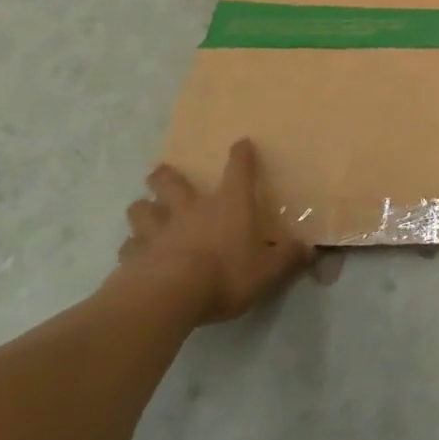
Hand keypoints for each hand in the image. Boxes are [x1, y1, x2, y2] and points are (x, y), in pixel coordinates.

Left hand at [118, 139, 313, 324]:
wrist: (169, 296)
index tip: (241, 143)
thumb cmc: (225, 274)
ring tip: (144, 211)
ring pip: (142, 209)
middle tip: (161, 172)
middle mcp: (191, 209)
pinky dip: (131, 247)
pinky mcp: (133, 256)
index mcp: (228, 205)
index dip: (241, 155)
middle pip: (171, 182)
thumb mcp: (268, 270)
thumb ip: (288, 258)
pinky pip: (128, 246)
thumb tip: (310, 249)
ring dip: (143, 208)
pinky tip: (134, 254)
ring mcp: (158, 230)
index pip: (239, 170)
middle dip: (166, 175)